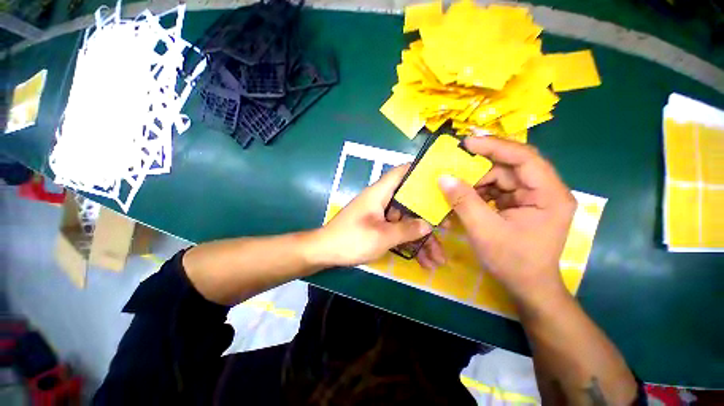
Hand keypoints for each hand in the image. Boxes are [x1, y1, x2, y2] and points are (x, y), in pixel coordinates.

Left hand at [313, 165, 431, 266]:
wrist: (325, 251)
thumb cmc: (351, 239)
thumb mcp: (381, 236)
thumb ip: (406, 230)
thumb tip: (427, 225)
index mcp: (380, 193)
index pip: (401, 172)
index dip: (420, 171)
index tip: (440, 178)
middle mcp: (382, 200)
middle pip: (410, 202)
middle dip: (428, 218)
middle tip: (447, 230)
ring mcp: (381, 215)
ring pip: (407, 221)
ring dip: (421, 238)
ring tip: (438, 259)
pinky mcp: (379, 226)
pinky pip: (398, 231)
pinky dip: (409, 243)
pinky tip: (423, 260)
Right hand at [435, 135, 576, 306]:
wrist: (527, 287)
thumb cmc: (512, 262)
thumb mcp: (484, 230)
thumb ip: (463, 201)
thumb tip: (443, 177)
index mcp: (549, 195)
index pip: (524, 158)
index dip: (495, 147)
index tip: (467, 143)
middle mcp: (544, 191)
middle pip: (510, 167)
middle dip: (480, 169)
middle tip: (453, 170)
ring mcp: (532, 197)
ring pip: (501, 178)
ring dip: (476, 182)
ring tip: (456, 188)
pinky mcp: (520, 204)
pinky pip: (497, 190)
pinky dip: (479, 192)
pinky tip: (465, 198)